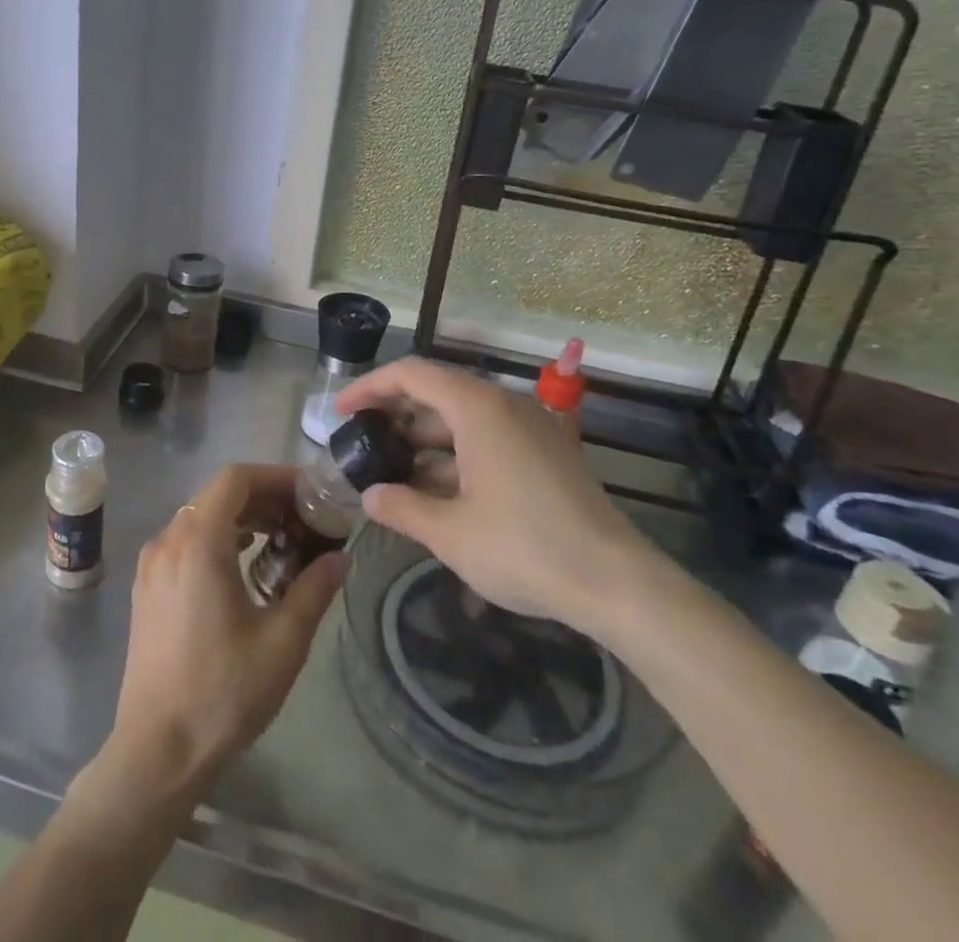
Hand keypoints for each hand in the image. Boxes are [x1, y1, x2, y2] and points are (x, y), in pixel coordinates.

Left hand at [93, 465, 345, 813]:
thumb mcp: (282, 642)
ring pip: (200, 516)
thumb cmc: (222, 692)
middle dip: (263, 497)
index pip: (236, 479)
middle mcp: (169, 540)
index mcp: (198, 542)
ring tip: (280, 539)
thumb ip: (314, 589)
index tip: (309, 493)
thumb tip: (340, 557)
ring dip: (241, 517)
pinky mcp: (146, 586)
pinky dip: (217, 537)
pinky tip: (243, 565)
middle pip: (218, 493)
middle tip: (303, 517)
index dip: (275, 477)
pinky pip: (185, 540)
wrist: (156, 750)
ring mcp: (152, 563)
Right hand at [335, 357, 658, 639]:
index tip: (341, 411)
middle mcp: (504, 406)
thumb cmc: (525, 548)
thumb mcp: (451, 533)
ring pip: (461, 417)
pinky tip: (434, 488)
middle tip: (362, 441)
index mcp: (478, 409)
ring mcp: (529, 428)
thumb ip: (402, 508)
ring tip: (391, 469)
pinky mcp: (544, 452)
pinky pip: (486, 437)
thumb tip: (371, 496)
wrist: (617, 583)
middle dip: (394, 413)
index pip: (411, 374)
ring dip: (423, 438)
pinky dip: (454, 454)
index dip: (370, 387)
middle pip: (436, 391)